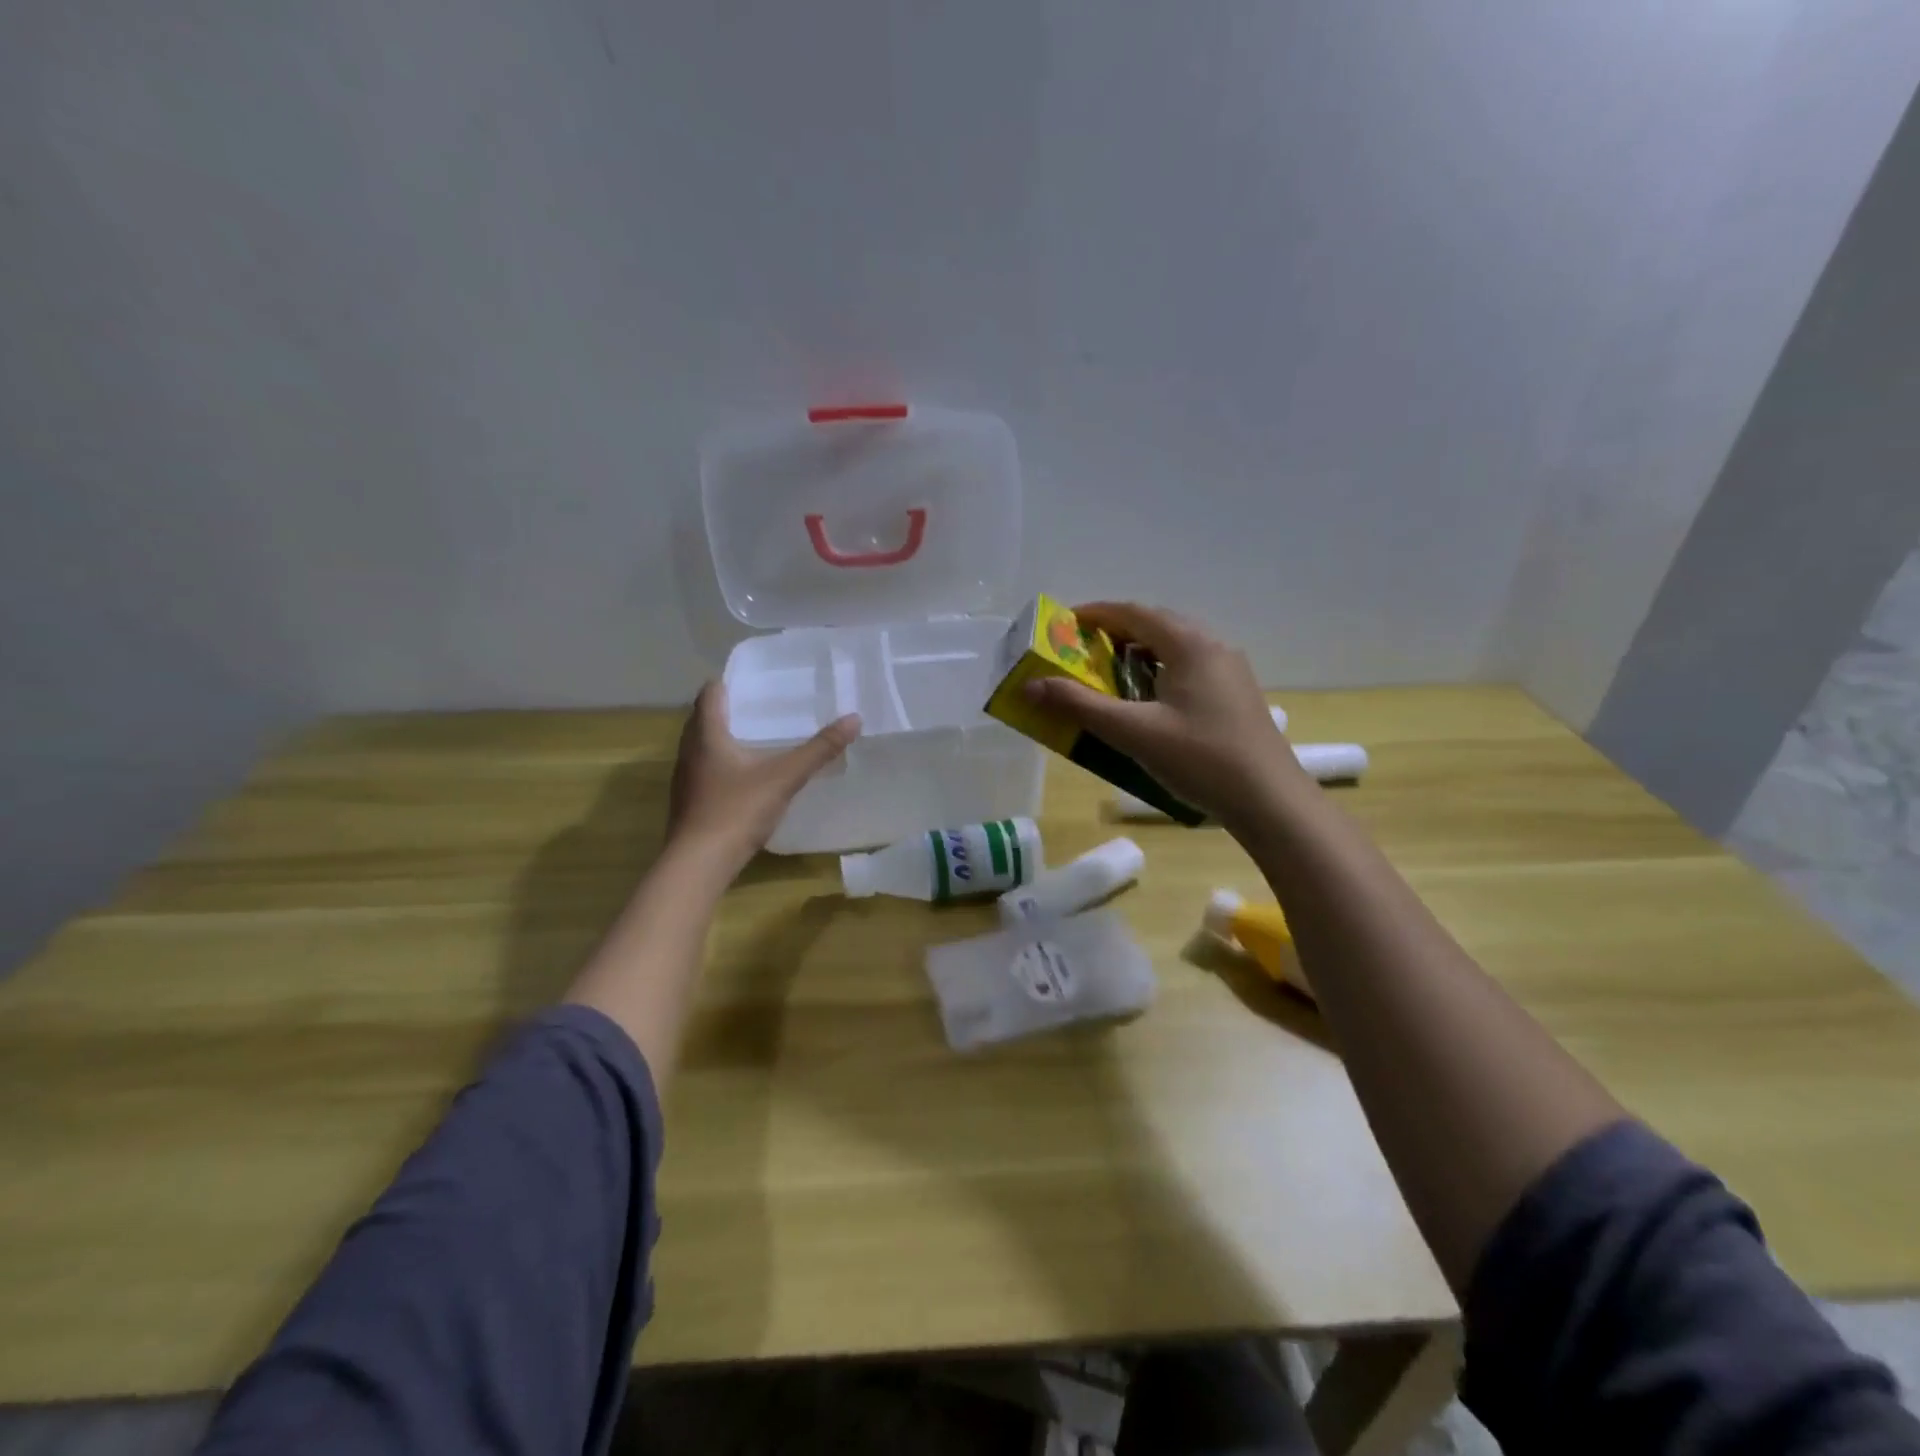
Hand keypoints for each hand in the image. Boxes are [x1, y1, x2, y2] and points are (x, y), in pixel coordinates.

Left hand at [666, 683, 860, 875]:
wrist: (698, 864)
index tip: (758, 681)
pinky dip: (724, 764)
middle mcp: (689, 750)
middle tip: (765, 708)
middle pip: (704, 717)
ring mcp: (686, 778)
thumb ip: (819, 749)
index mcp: (706, 734)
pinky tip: (747, 777)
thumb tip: (854, 718)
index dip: (730, 682)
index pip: (711, 692)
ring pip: (703, 746)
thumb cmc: (737, 810)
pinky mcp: (689, 802)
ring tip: (759, 739)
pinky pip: (706, 770)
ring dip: (725, 738)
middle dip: (731, 709)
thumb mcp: (784, 777)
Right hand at [1023, 602, 1306, 828]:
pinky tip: (1146, 700)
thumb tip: (1032, 685)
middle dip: (1114, 632)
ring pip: (1174, 646)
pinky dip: (1158, 670)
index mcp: (1190, 644)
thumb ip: (1080, 706)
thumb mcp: (1133, 732)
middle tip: (1080, 651)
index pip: (1133, 612)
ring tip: (1107, 674)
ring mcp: (1229, 670)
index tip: (1063, 624)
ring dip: (1137, 652)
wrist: (1270, 800)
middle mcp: (1213, 646)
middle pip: (1156, 624)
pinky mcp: (1235, 694)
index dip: (1095, 614)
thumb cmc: (1201, 759)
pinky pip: (1188, 666)